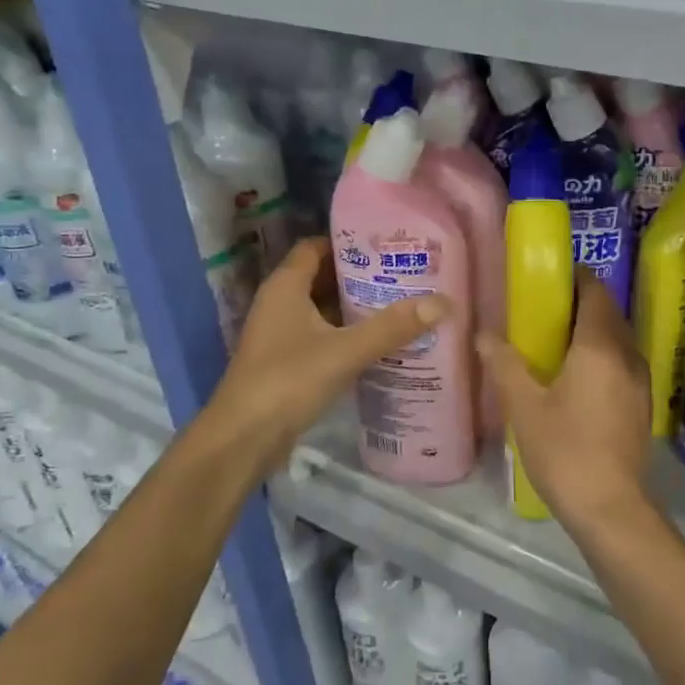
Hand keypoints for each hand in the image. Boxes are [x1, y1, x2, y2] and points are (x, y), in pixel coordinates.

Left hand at [201, 238, 447, 472]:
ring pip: (323, 309)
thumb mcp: (345, 350)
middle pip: (322, 278)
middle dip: (360, 276)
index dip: (348, 243)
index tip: (387, 245)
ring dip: (355, 307)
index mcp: (286, 287)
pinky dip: (347, 335)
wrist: (241, 441)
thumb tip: (443, 302)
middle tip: (404, 274)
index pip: (316, 247)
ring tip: (400, 304)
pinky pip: (322, 337)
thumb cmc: (287, 381)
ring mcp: (280, 335)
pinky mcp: (286, 363)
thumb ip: (392, 327)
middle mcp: (280, 304)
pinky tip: (379, 343)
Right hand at [476, 269, 654, 533]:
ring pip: (618, 339)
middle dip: (580, 304)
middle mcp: (627, 355)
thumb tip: (482, 335)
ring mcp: (640, 381)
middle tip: (544, 309)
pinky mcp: (642, 404)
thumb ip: (504, 364)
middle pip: (608, 313)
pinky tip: (577, 376)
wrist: (610, 507)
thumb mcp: (524, 406)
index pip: (595, 292)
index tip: (550, 279)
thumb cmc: (565, 450)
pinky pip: (622, 362)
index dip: (576, 278)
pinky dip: (602, 355)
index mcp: (600, 346)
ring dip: (592, 330)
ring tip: (556, 340)